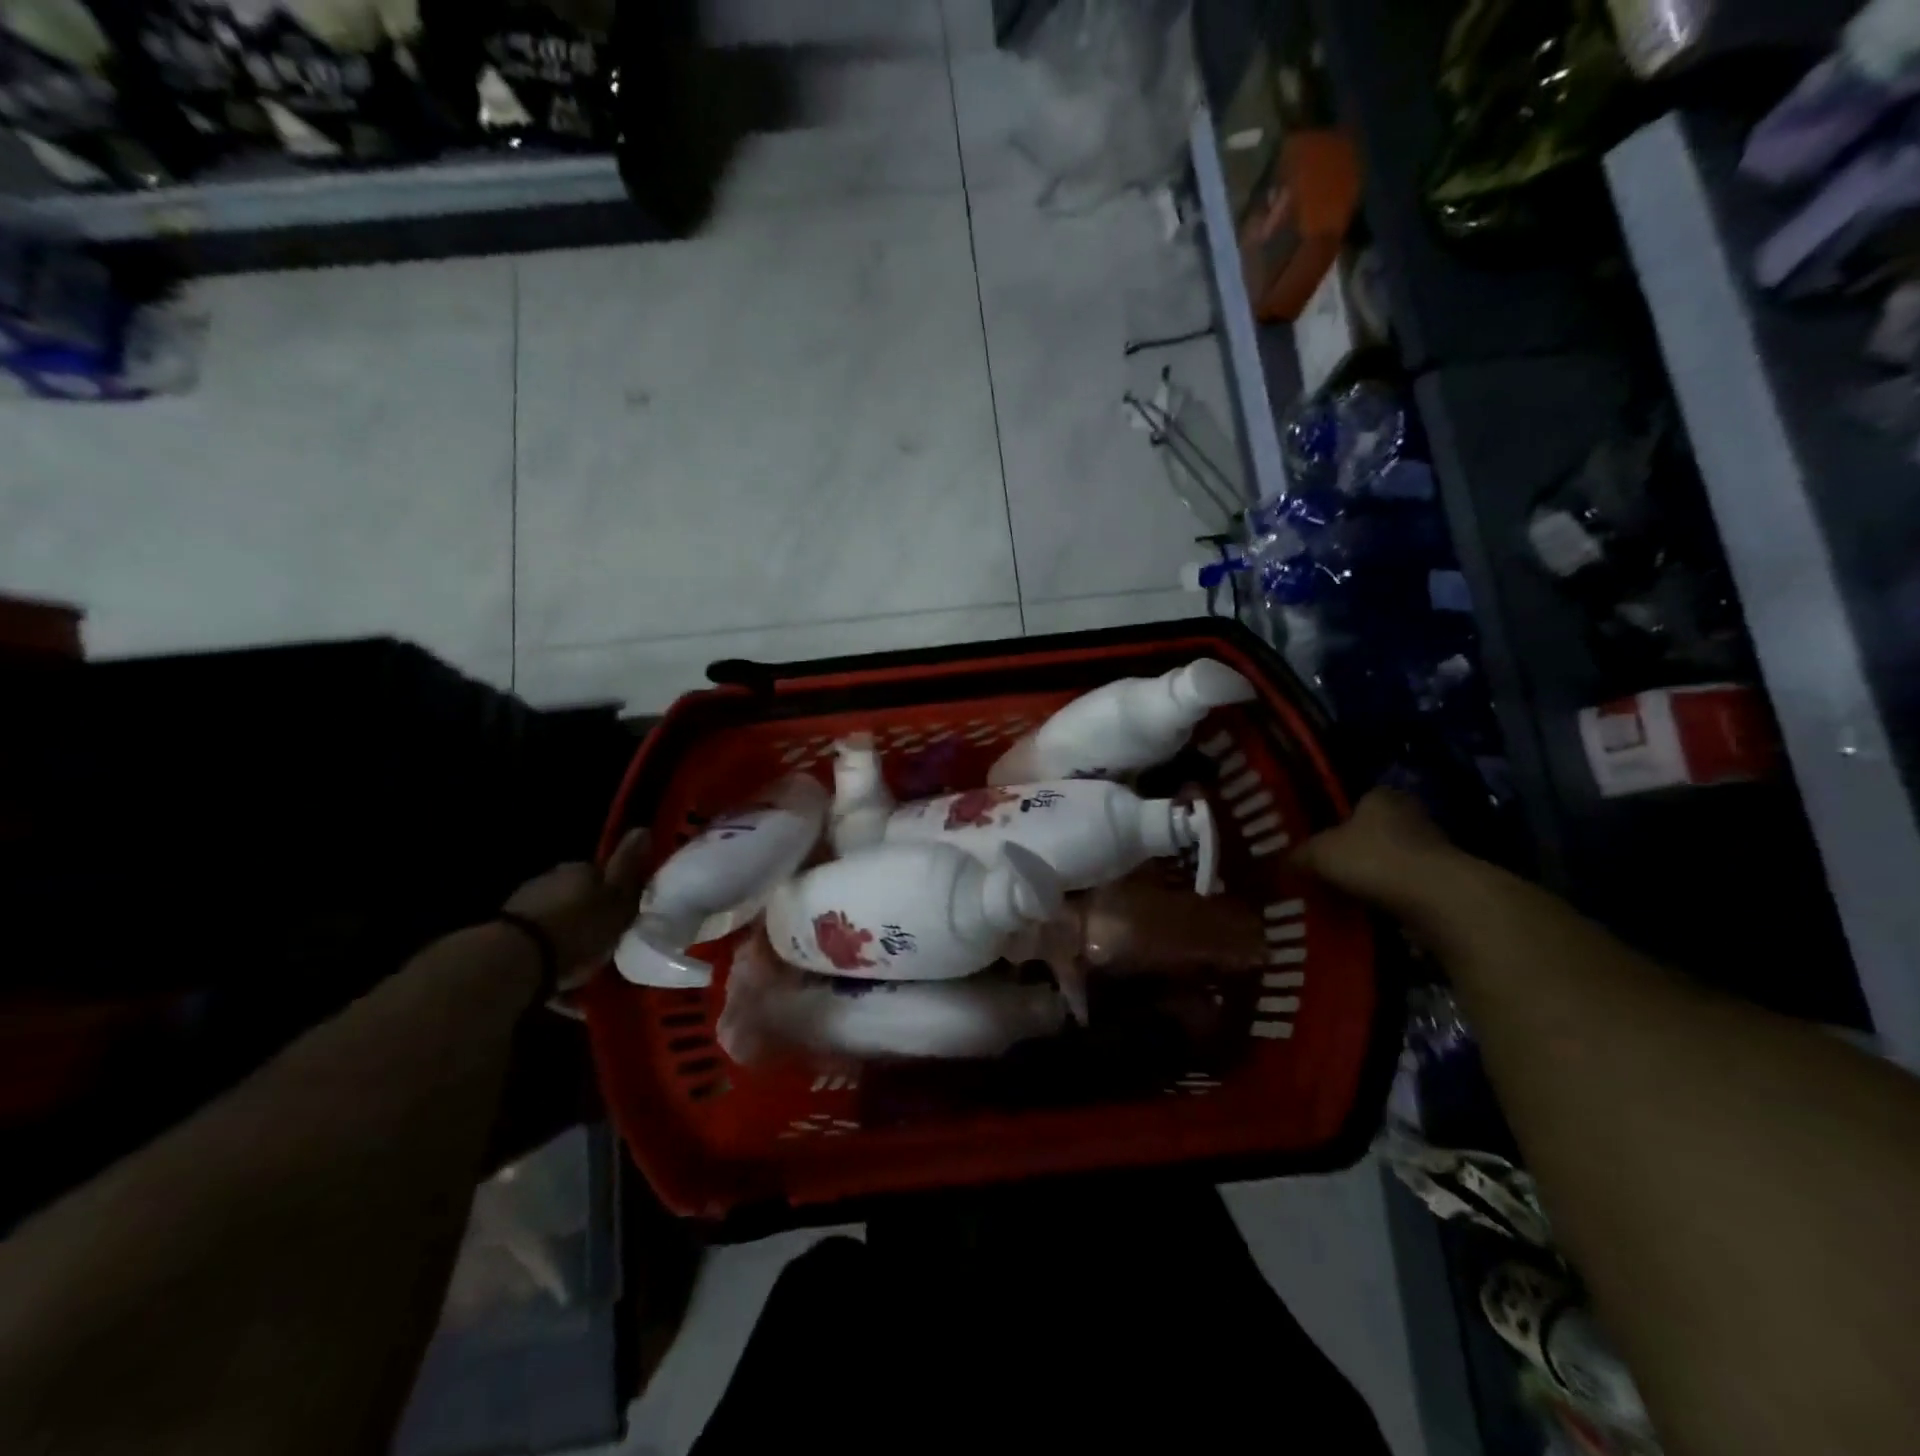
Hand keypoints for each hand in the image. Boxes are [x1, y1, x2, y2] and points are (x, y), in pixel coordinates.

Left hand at [503, 828, 650, 990]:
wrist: (514, 961)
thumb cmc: (577, 928)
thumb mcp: (616, 899)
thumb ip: (628, 868)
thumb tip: (642, 828)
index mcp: (580, 869)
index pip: (603, 874)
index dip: (615, 894)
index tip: (624, 917)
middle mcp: (550, 880)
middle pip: (578, 896)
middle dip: (589, 915)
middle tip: (605, 943)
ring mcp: (524, 905)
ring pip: (556, 919)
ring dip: (567, 936)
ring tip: (582, 966)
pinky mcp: (505, 934)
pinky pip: (538, 943)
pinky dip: (549, 956)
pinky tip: (558, 980)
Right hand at [1292, 787, 1457, 917]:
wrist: (1438, 899)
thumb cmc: (1373, 860)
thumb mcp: (1318, 854)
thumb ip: (1298, 856)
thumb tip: (1282, 863)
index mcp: (1380, 796)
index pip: (1357, 800)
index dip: (1337, 820)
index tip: (1321, 842)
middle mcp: (1411, 814)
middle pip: (1376, 830)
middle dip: (1356, 849)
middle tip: (1329, 870)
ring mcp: (1434, 847)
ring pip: (1393, 859)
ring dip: (1375, 875)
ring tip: (1347, 895)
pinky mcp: (1447, 881)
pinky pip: (1408, 886)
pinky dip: (1392, 897)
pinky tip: (1373, 911)